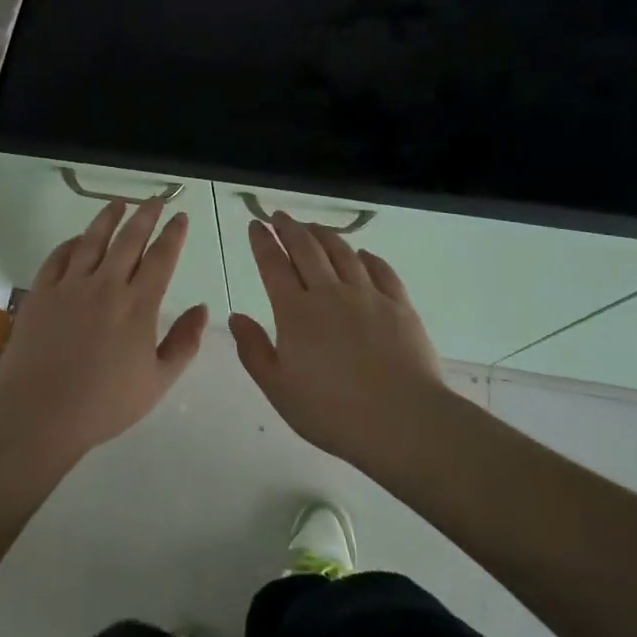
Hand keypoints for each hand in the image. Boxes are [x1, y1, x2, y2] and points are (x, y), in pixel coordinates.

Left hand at [0, 197, 208, 467]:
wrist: (40, 413)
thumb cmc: (105, 404)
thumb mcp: (158, 382)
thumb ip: (184, 343)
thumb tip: (203, 309)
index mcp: (138, 306)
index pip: (161, 258)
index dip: (173, 234)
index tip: (180, 217)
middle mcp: (106, 286)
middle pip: (129, 240)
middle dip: (145, 215)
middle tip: (154, 200)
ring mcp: (70, 286)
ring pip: (92, 240)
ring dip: (108, 218)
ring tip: (118, 203)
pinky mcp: (40, 293)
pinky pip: (58, 257)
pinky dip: (71, 243)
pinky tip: (77, 239)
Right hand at [231, 213, 447, 470]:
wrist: (402, 421)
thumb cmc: (331, 411)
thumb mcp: (279, 388)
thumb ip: (254, 350)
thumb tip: (235, 316)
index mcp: (296, 312)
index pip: (274, 265)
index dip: (262, 242)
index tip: (256, 225)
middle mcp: (330, 293)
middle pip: (307, 249)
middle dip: (290, 228)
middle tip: (280, 216)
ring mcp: (368, 296)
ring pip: (343, 252)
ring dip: (324, 235)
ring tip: (314, 227)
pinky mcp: (399, 305)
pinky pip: (382, 270)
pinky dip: (368, 257)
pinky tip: (363, 253)